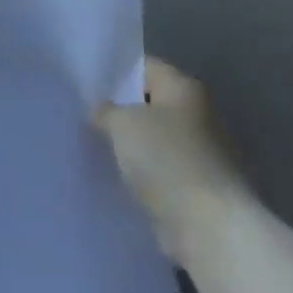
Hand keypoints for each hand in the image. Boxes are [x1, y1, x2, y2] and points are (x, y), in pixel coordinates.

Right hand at [96, 58, 246, 265]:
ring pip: (156, 138)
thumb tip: (103, 110)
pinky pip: (162, 168)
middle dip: (121, 110)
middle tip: (84, 115)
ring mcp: (203, 152)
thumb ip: (106, 110)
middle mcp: (200, 114)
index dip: (114, 73)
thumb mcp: (122, 123)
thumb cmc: (166, 159)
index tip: (86, 84)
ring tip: (95, 145)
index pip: (145, 67)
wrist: (208, 225)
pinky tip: (117, 175)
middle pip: (152, 103)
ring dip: (131, 143)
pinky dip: (143, 171)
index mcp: (185, 89)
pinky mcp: (199, 185)